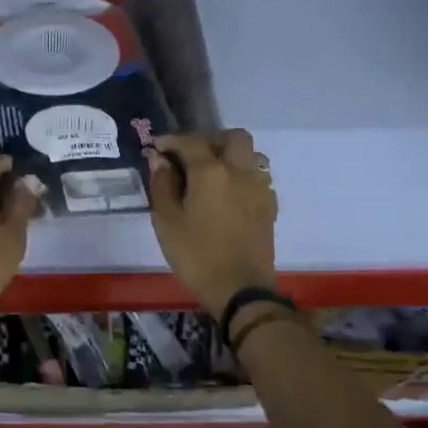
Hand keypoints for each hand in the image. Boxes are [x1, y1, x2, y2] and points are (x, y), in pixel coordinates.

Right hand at [148, 129, 277, 316]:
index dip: (171, 141)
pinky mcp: (270, 207)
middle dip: (210, 139)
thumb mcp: (167, 221)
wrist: (241, 290)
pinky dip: (242, 176)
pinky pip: (258, 177)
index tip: (157, 148)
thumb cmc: (196, 254)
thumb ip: (162, 185)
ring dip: (230, 155)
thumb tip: (159, 160)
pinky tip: (229, 194)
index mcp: (211, 171)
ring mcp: (259, 188)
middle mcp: (240, 171)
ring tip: (211, 173)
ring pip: (250, 155)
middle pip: (233, 137)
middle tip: (190, 155)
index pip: (190, 142)